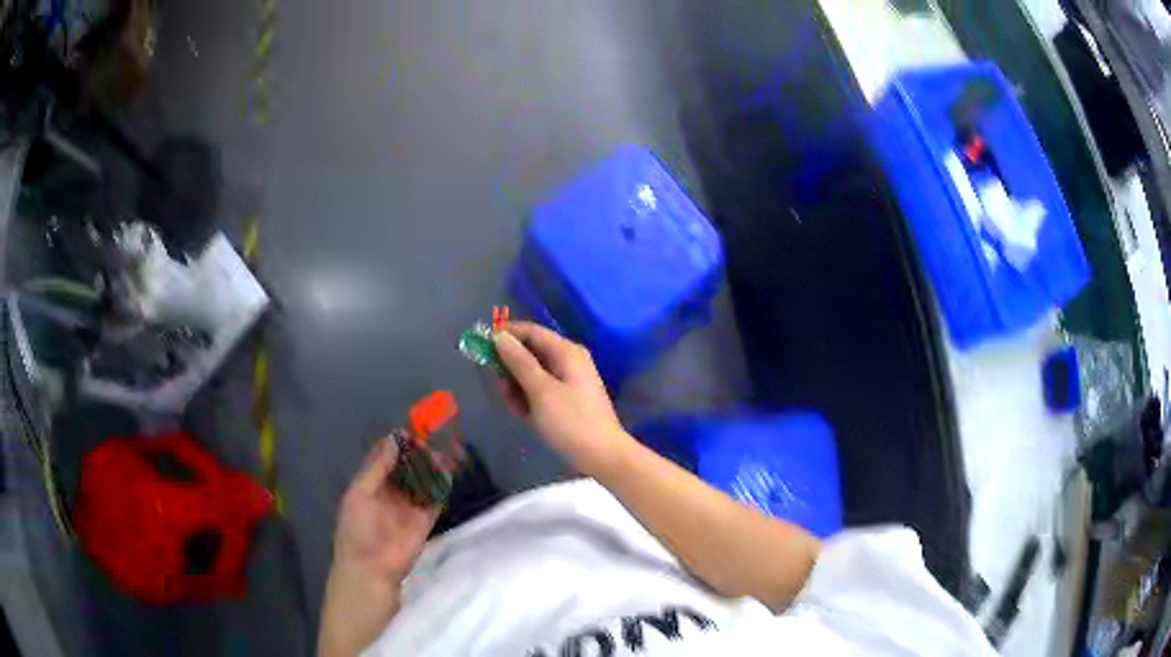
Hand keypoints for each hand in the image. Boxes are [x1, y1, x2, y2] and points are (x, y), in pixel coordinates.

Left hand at [319, 439, 439, 656]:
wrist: (371, 566)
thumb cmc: (356, 529)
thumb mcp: (359, 494)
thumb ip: (377, 468)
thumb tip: (394, 439)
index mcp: (371, 482)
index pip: (388, 457)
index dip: (399, 442)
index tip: (413, 427)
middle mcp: (392, 490)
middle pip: (408, 465)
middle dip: (420, 451)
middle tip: (434, 434)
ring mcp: (409, 505)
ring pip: (424, 479)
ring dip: (433, 465)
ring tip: (444, 448)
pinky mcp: (425, 519)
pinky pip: (435, 498)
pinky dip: (442, 484)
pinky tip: (449, 470)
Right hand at [494, 321, 634, 474]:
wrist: (603, 456)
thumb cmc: (571, 421)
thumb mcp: (541, 390)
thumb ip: (519, 362)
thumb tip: (500, 336)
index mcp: (565, 352)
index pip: (530, 331)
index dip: (505, 334)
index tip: (480, 344)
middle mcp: (567, 360)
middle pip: (529, 353)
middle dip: (510, 368)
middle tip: (500, 389)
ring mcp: (568, 381)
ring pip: (531, 374)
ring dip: (517, 387)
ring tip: (515, 408)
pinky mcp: (566, 399)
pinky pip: (539, 390)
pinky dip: (528, 399)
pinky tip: (524, 415)